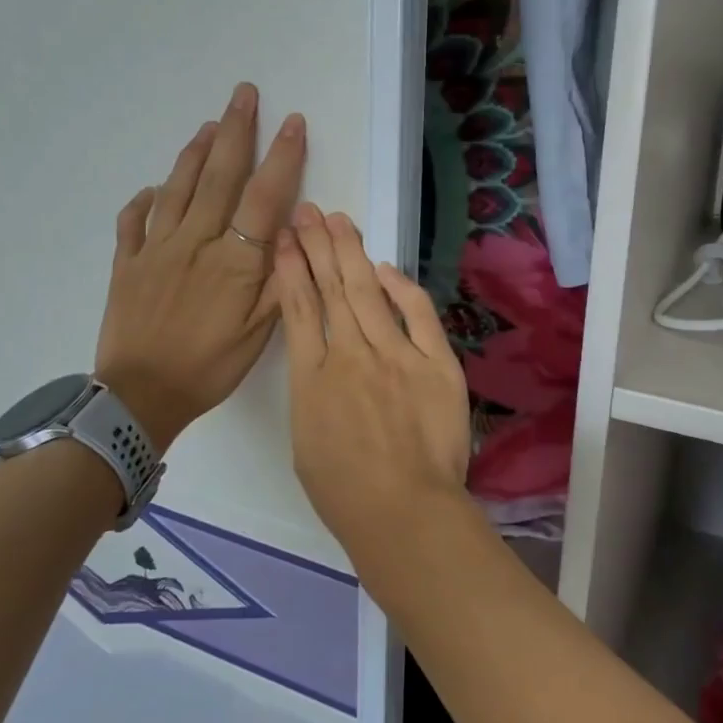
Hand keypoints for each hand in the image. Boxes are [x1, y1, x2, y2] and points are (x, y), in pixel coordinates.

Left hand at [95, 83, 304, 448]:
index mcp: (233, 261)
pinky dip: (144, 199)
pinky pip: (133, 221)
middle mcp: (195, 242)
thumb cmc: (209, 367)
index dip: (281, 157)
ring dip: (196, 152)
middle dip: (236, 132)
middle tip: (245, 94)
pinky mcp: (126, 263)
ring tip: (210, 124)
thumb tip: (296, 232)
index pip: (264, 198)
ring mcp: (156, 249)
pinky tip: (152, 187)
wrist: (140, 396)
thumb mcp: (259, 334)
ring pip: (178, 188)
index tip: (292, 122)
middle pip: (219, 177)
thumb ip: (279, 280)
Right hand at [274, 204, 472, 562]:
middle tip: (310, 212)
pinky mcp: (436, 363)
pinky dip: (402, 288)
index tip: (286, 239)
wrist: (403, 511)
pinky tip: (386, 267)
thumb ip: (312, 391)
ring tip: (339, 222)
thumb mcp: (305, 440)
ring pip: (368, 292)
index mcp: (312, 378)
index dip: (291, 268)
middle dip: (318, 246)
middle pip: (331, 289)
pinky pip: (418, 315)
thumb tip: (322, 357)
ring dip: (351, 254)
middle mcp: (350, 355)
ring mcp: (396, 355)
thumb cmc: (345, 492)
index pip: (297, 308)